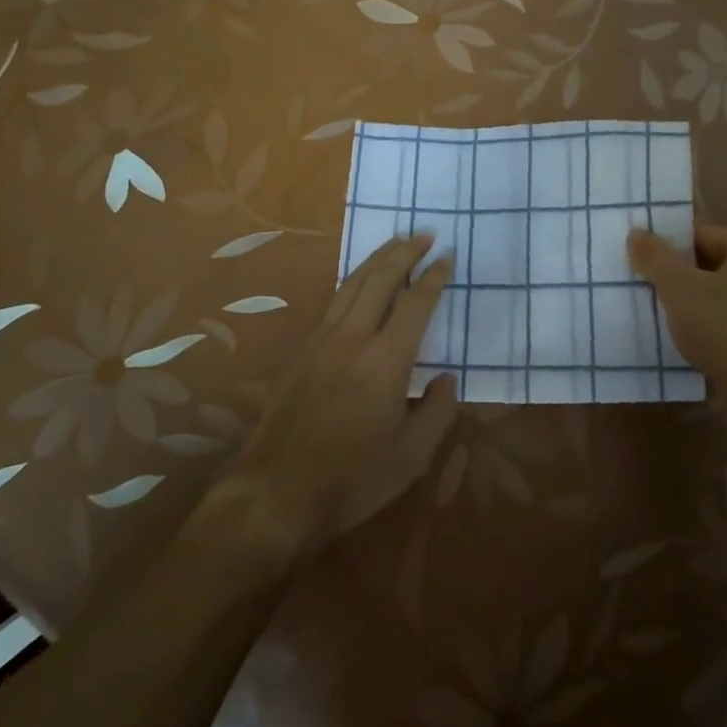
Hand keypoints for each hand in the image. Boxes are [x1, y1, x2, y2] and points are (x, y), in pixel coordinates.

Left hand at [231, 235, 459, 553]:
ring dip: (378, 258)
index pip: (415, 303)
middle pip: (381, 278)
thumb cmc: (352, 478)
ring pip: (353, 283)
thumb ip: (438, 412)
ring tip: (396, 242)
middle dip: (405, 251)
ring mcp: (323, 340)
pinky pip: (335, 300)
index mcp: (386, 360)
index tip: (448, 256)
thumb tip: (446, 379)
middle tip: (425, 233)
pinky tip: (360, 281)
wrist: (277, 493)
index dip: (434, 276)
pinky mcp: (304, 351)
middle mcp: (354, 338)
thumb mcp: (411, 457)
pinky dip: (354, 279)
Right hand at [627, 224, 726, 437]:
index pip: (701, 233)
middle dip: (675, 272)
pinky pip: (725, 316)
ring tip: (654, 308)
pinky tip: (678, 332)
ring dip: (686, 298)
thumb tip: (636, 231)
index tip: (640, 259)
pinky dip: (702, 320)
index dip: (668, 244)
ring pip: (715, 291)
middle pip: (708, 261)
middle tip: (642, 282)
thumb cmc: (721, 328)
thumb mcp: (679, 287)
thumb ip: (655, 256)